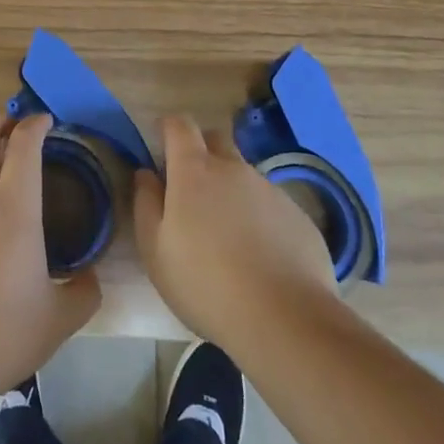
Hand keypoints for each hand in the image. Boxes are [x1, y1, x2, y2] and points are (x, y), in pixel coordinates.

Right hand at [133, 114, 337, 351]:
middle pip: (215, 140)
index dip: (168, 129)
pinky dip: (260, 218)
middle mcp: (234, 169)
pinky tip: (260, 256)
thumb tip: (146, 174)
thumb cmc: (205, 284)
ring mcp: (270, 190)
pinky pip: (271, 204)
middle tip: (192, 191)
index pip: (180, 125)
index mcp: (194, 171)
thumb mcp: (155, 251)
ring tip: (228, 236)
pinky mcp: (298, 215)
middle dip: (201, 152)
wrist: (285, 319)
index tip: (161, 146)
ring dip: (231, 190)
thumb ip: (146, 204)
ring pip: (244, 175)